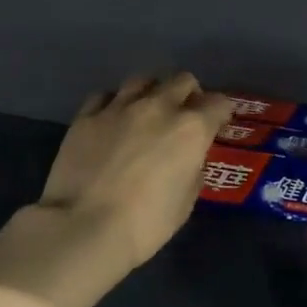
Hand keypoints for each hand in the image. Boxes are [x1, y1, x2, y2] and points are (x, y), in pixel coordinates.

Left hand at [35, 73, 233, 275]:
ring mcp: (119, 107)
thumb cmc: (145, 224)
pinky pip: (105, 96)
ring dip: (151, 91)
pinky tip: (111, 118)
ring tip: (147, 109)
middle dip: (189, 94)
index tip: (217, 123)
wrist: (85, 226)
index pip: (218, 103)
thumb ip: (192, 172)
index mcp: (190, 129)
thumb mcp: (185, 204)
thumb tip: (188, 160)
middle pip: (182, 80)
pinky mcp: (86, 115)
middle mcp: (157, 107)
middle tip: (184, 113)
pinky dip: (114, 103)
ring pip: (142, 79)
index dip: (221, 112)